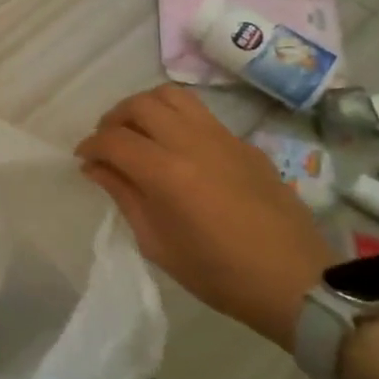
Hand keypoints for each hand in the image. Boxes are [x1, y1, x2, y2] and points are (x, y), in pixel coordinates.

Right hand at [76, 85, 334, 350]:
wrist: (296, 282)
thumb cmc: (219, 274)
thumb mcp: (158, 244)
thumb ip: (124, 197)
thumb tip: (96, 168)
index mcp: (167, 174)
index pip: (114, 140)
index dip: (90, 146)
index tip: (83, 159)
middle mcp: (192, 143)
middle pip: (140, 105)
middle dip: (113, 119)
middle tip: (108, 143)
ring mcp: (222, 138)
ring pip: (172, 96)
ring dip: (145, 108)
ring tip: (139, 133)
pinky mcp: (244, 143)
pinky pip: (200, 114)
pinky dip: (176, 119)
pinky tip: (176, 148)